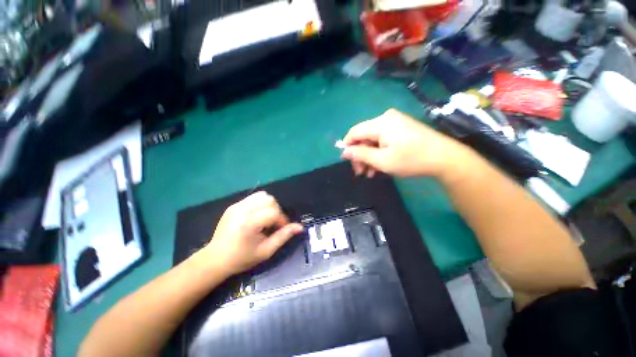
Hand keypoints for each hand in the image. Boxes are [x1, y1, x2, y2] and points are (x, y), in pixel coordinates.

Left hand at [205, 191, 302, 275]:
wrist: (215, 259)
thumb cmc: (242, 258)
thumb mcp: (266, 251)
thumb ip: (284, 236)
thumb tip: (300, 227)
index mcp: (249, 224)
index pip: (274, 212)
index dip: (282, 220)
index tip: (281, 229)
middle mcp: (243, 210)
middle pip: (269, 200)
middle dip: (276, 210)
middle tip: (273, 224)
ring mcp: (237, 206)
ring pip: (262, 195)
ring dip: (269, 205)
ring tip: (266, 218)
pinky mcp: (233, 205)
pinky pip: (253, 197)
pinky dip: (260, 203)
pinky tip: (257, 215)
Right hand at [341, 108, 469, 178]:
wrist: (444, 158)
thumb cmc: (411, 160)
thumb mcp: (382, 160)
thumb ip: (360, 154)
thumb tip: (344, 151)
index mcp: (380, 123)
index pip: (354, 132)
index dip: (347, 146)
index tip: (346, 161)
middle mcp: (386, 118)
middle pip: (364, 137)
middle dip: (360, 155)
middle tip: (360, 172)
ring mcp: (395, 122)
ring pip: (373, 140)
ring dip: (369, 156)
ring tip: (370, 173)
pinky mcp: (401, 128)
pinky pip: (383, 139)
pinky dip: (378, 152)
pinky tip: (378, 166)